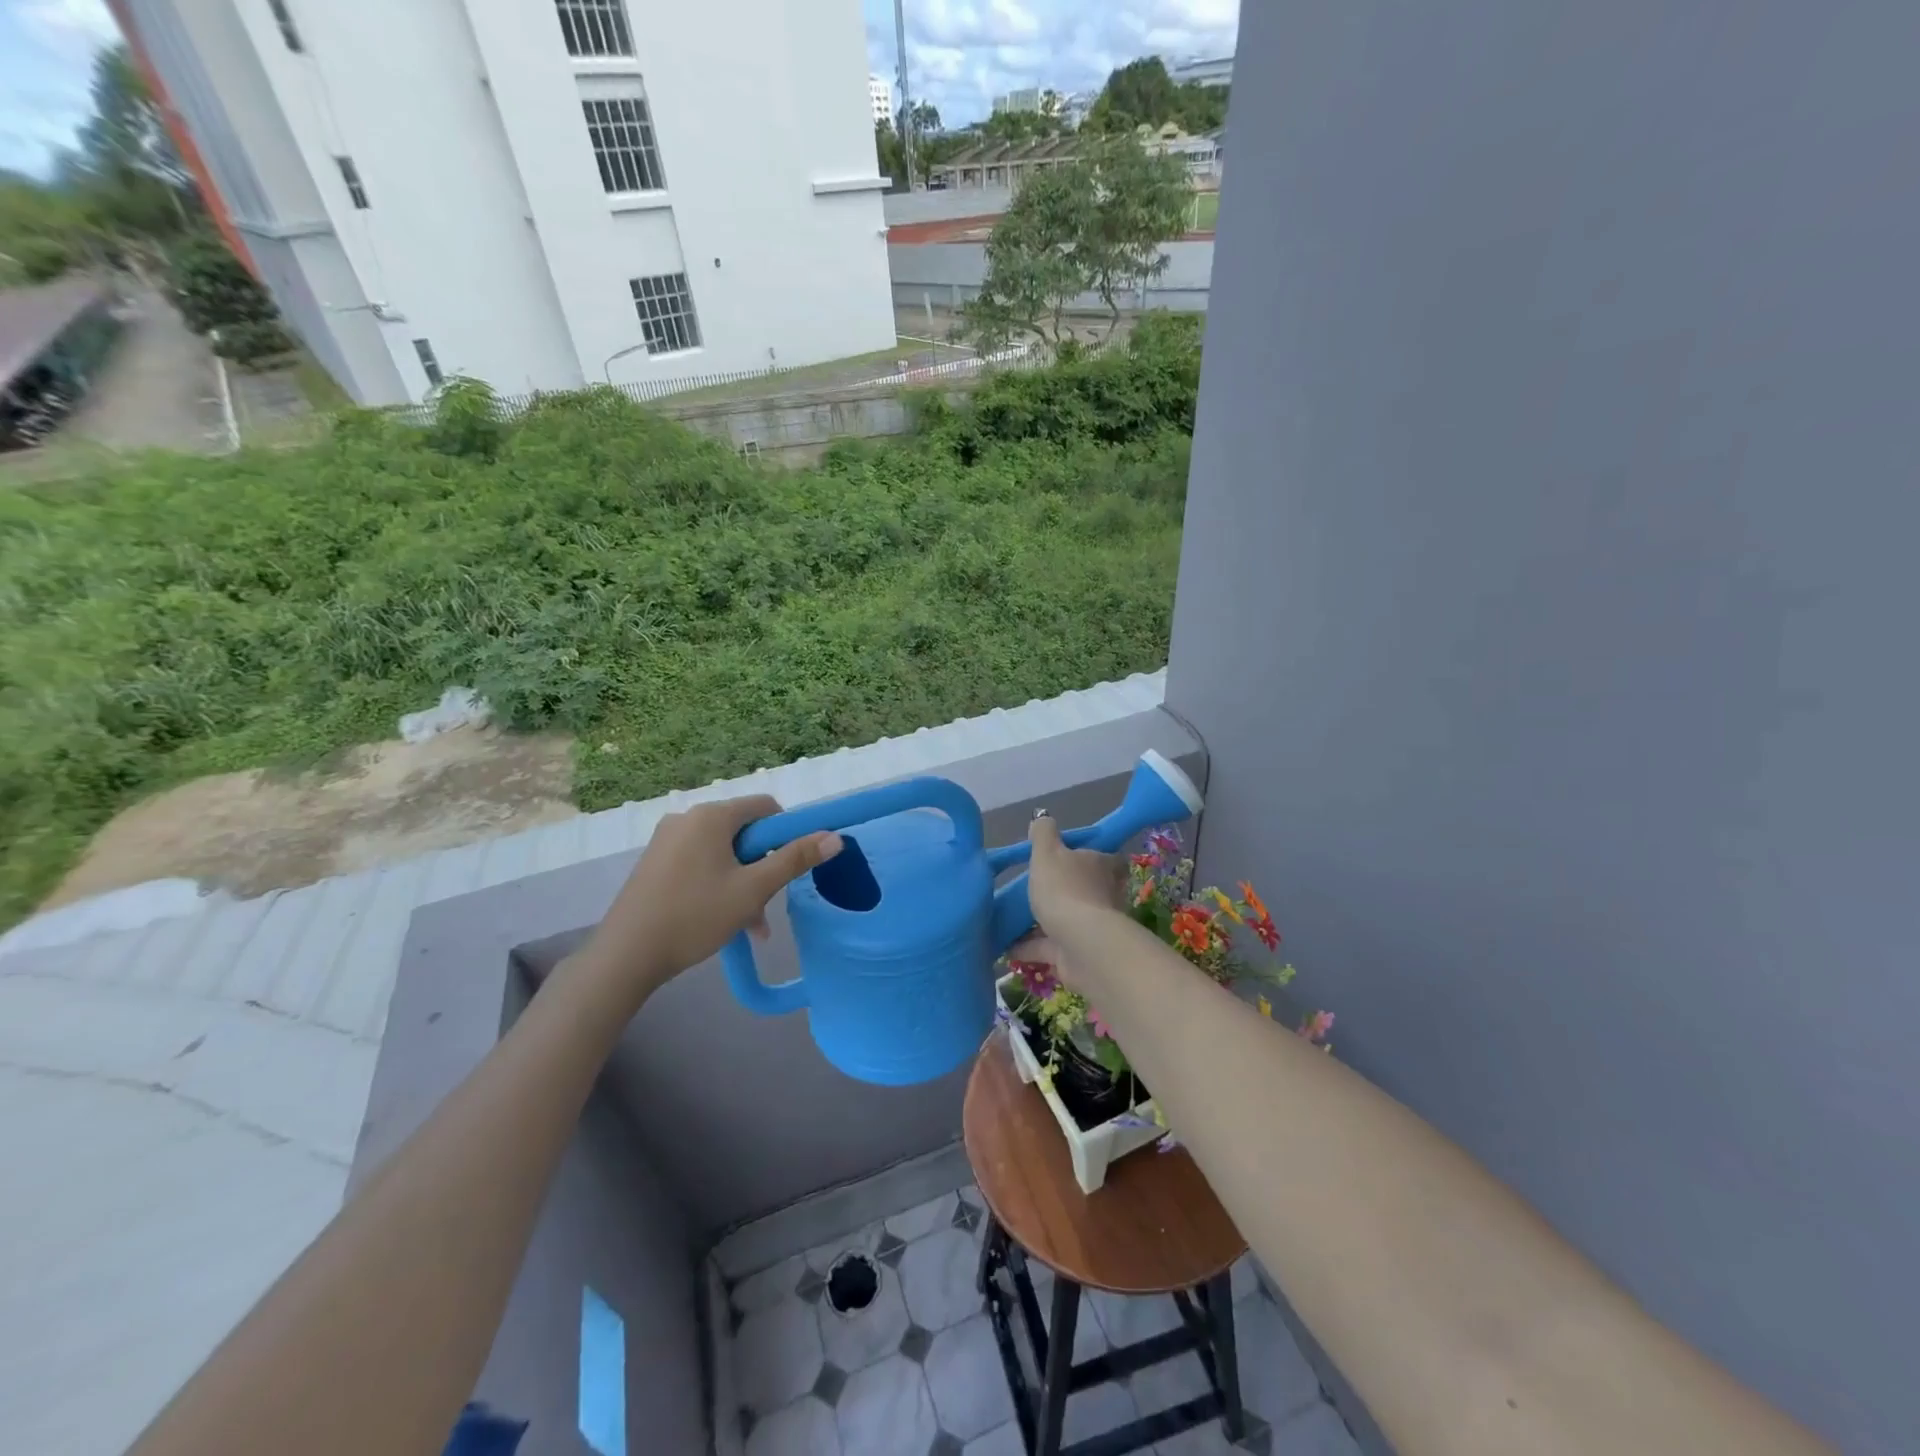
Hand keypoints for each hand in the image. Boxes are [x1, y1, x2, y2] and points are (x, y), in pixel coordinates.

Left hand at [582, 795, 841, 998]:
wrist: (626, 956)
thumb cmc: (695, 916)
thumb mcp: (753, 889)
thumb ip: (795, 860)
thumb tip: (834, 837)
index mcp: (711, 816)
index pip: (765, 807)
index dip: (786, 833)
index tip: (789, 868)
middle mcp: (687, 818)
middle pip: (744, 832)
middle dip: (763, 867)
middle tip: (767, 905)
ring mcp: (666, 841)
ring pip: (723, 853)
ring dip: (743, 883)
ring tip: (751, 925)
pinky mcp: (655, 863)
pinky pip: (700, 864)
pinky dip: (718, 885)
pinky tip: (723, 921)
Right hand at [1023, 814, 1125, 952]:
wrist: (1080, 944)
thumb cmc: (1064, 889)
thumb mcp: (1047, 852)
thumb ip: (1043, 833)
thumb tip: (1042, 818)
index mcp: (1101, 866)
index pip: (1108, 857)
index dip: (1093, 856)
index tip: (1073, 856)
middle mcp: (1102, 895)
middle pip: (1087, 889)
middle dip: (1064, 890)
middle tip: (1036, 888)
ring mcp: (1091, 927)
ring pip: (1066, 920)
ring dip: (1043, 922)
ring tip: (1012, 920)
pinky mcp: (1077, 953)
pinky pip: (1050, 947)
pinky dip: (1029, 947)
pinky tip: (1005, 947)